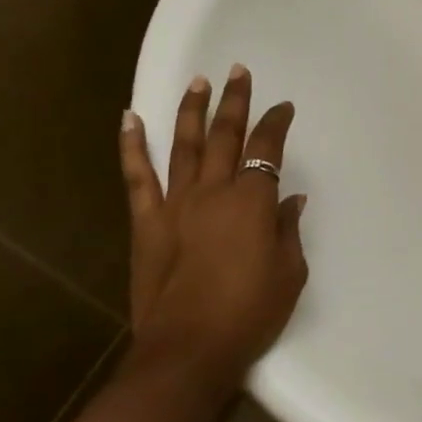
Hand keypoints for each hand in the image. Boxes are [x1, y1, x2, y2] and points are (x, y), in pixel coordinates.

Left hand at [119, 65, 308, 377]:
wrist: (189, 349)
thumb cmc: (250, 312)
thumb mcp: (289, 272)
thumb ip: (288, 229)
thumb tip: (290, 199)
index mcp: (252, 201)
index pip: (267, 149)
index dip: (276, 123)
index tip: (283, 107)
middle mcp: (214, 191)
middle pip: (226, 135)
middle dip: (235, 101)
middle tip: (238, 72)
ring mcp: (175, 203)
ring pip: (185, 145)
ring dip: (192, 111)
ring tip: (198, 82)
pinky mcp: (147, 222)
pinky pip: (138, 176)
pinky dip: (133, 145)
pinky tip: (131, 119)